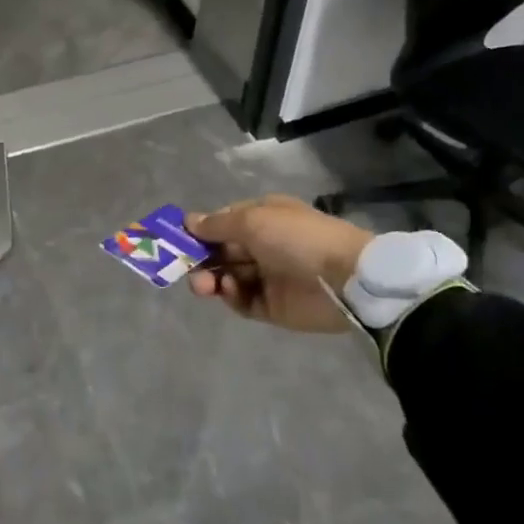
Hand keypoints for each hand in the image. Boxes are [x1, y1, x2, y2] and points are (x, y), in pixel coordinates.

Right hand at [183, 195, 372, 333]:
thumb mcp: (253, 220)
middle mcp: (263, 245)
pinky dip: (230, 296)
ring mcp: (268, 276)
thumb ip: (217, 225)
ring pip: (228, 277)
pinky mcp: (272, 306)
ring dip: (211, 279)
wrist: (345, 279)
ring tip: (204, 285)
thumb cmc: (297, 238)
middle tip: (186, 268)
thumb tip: (188, 221)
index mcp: (263, 217)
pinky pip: (242, 301)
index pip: (223, 222)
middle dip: (201, 258)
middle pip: (222, 252)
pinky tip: (227, 292)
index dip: (201, 231)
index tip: (178, 240)